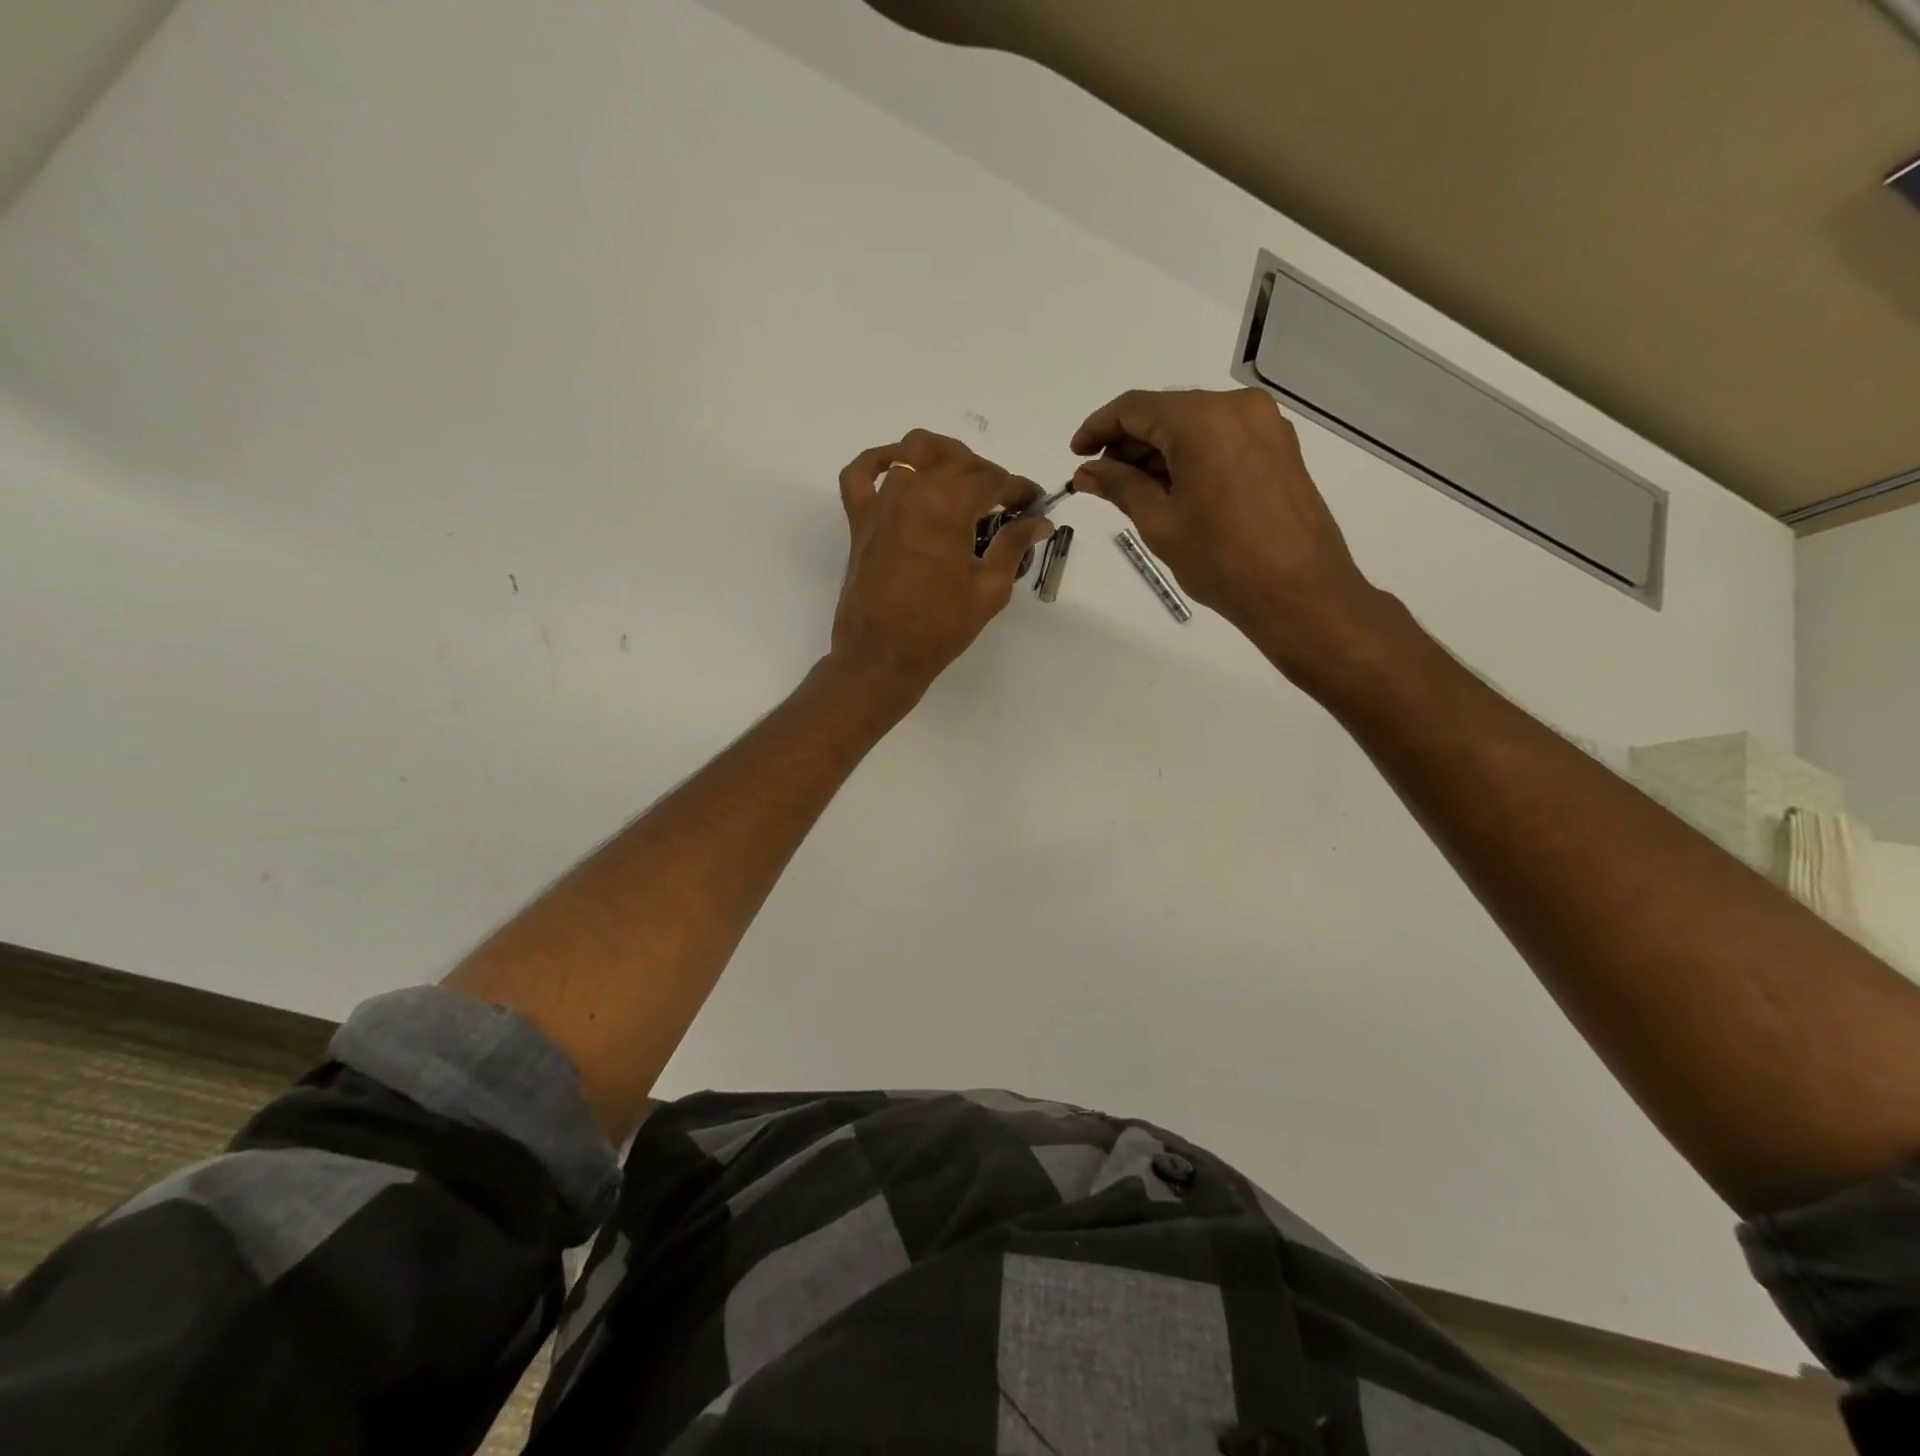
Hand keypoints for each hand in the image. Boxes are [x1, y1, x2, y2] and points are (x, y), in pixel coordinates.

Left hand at [830, 429, 1052, 703]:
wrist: (882, 656)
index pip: (993, 480)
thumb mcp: (989, 589)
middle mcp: (913, 490)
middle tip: (1005, 503)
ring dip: (945, 455)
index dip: (1020, 489)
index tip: (1034, 504)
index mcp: (948, 506)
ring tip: (962, 478)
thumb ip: (1014, 546)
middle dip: (989, 474)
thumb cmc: (939, 627)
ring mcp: (881, 501)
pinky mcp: (859, 519)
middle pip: (958, 461)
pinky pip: (860, 473)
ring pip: (914, 450)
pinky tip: (897, 467)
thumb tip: (1039, 522)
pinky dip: (878, 459)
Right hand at [1070, 387, 1392, 687]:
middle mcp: (1236, 408)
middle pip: (1166, 412)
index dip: (1098, 428)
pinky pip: (1221, 439)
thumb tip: (1087, 471)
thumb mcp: (1159, 522)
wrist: (1300, 591)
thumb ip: (1120, 487)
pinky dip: (1190, 457)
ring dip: (1158, 452)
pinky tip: (1171, 489)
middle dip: (1128, 443)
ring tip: (1131, 491)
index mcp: (1202, 419)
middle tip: (1100, 480)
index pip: (1134, 408)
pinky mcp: (1278, 447)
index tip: (1076, 455)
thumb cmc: (1221, 559)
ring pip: (1194, 426)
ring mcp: (1264, 425)